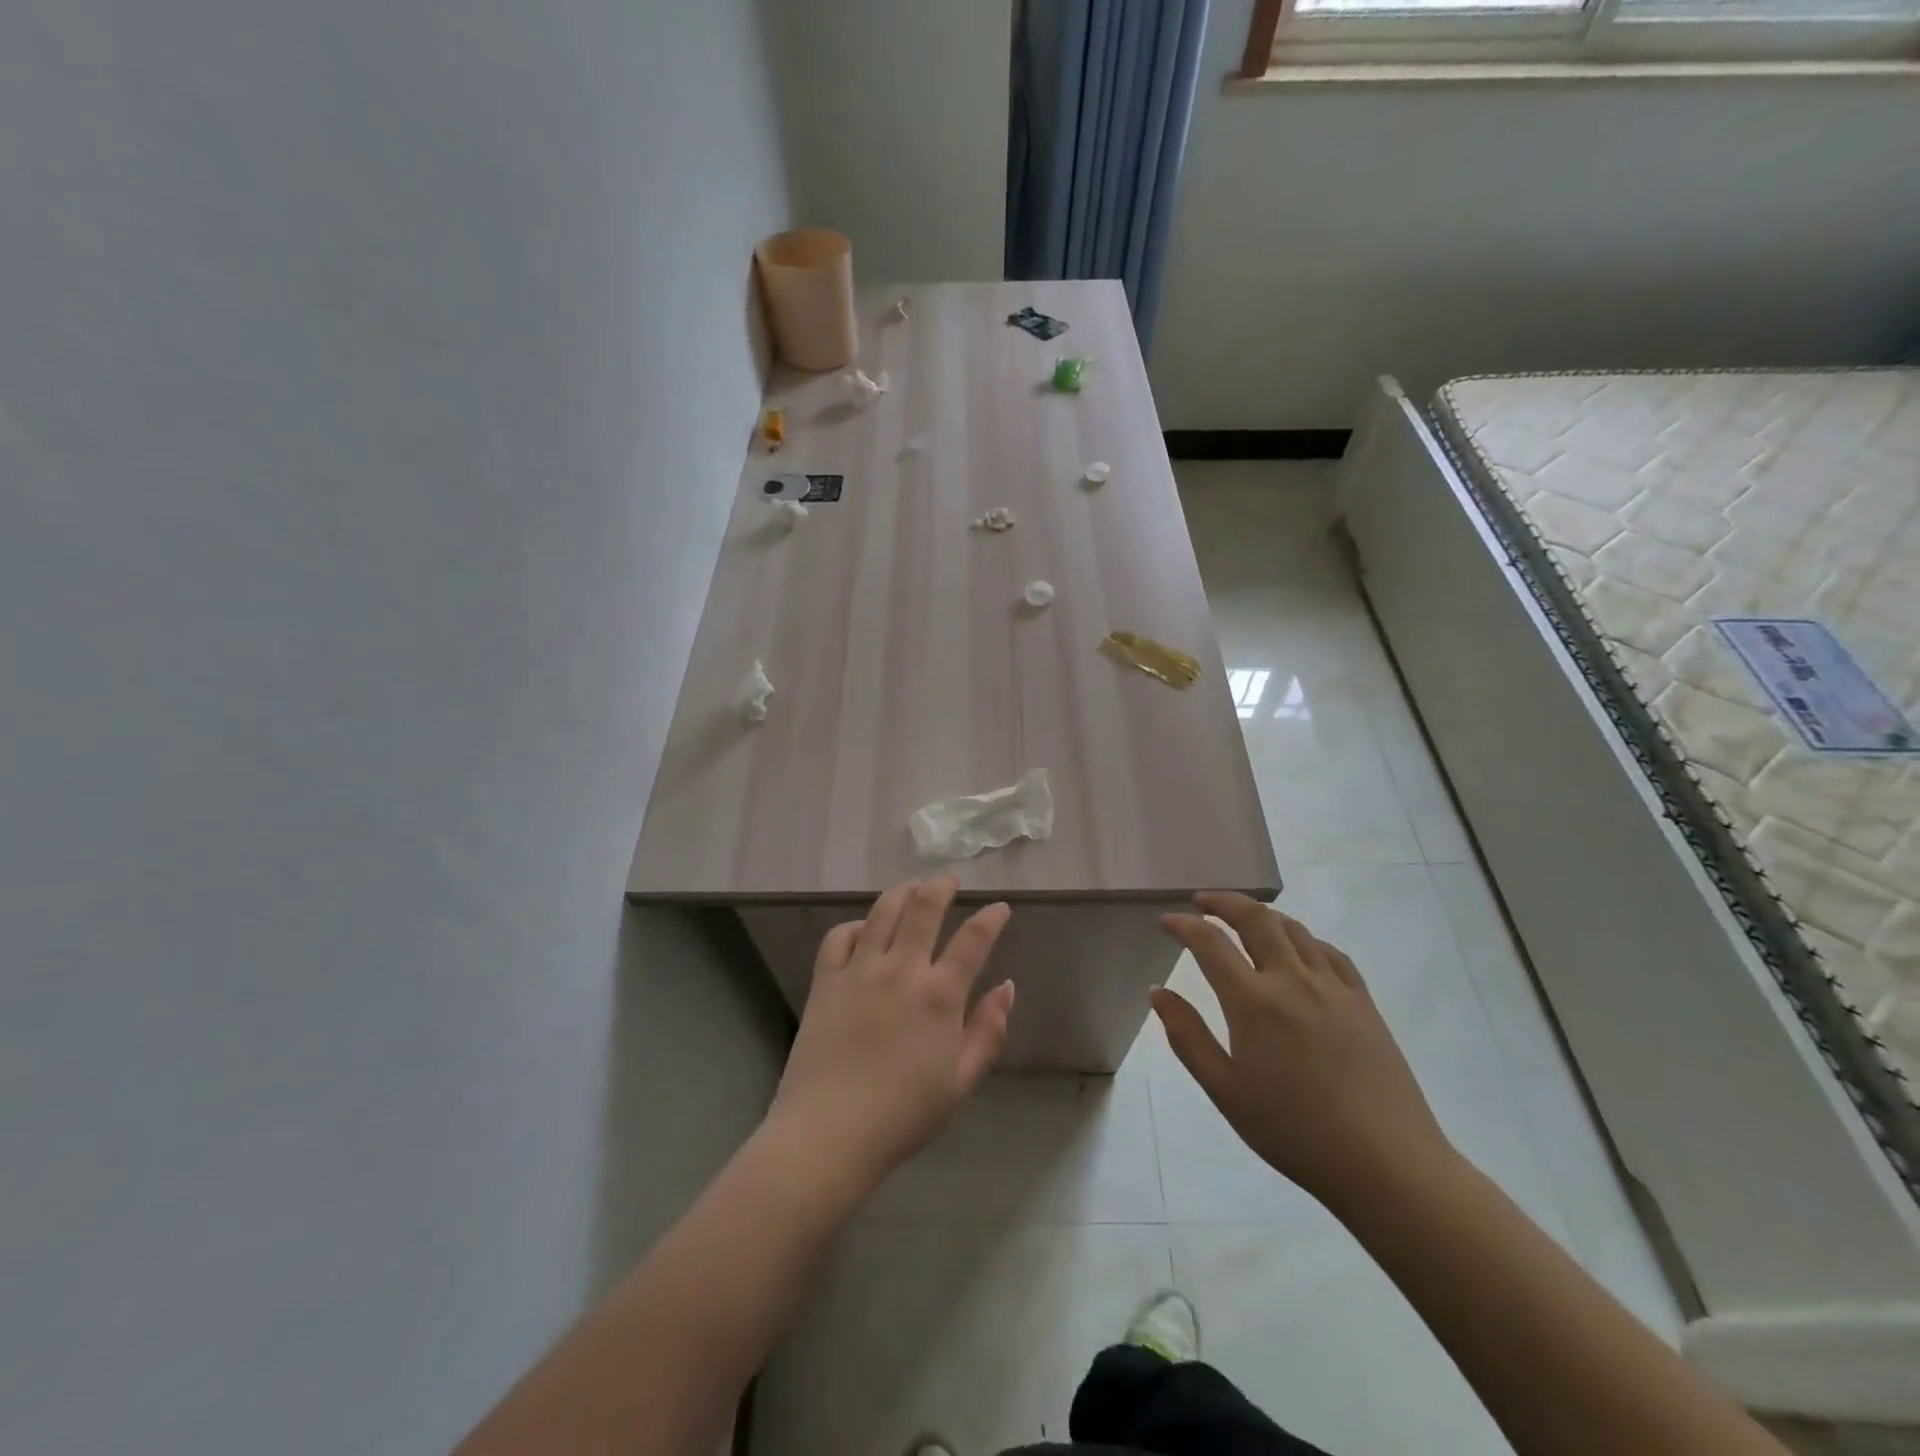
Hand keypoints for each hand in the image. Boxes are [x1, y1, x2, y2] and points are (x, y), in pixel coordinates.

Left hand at [768, 875, 1015, 1191]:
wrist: (829, 1133)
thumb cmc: (903, 1115)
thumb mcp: (961, 1082)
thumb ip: (988, 1032)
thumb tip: (1007, 987)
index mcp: (939, 995)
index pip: (973, 940)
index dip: (991, 918)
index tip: (1000, 907)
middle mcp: (901, 969)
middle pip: (923, 909)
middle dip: (940, 886)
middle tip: (948, 878)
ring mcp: (859, 971)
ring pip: (882, 912)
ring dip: (902, 892)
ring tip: (912, 887)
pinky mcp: (826, 981)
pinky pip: (840, 936)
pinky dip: (856, 925)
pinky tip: (864, 929)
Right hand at [1155, 892, 1451, 1210]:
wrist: (1387, 1165)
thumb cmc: (1295, 1132)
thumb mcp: (1226, 1092)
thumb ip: (1187, 1037)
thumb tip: (1159, 992)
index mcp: (1254, 1002)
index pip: (1211, 943)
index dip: (1185, 925)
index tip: (1167, 921)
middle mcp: (1292, 980)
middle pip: (1255, 919)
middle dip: (1223, 902)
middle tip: (1202, 901)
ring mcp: (1333, 987)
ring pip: (1294, 928)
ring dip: (1262, 914)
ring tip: (1243, 918)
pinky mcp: (1364, 1001)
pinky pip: (1329, 951)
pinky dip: (1303, 938)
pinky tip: (1298, 948)